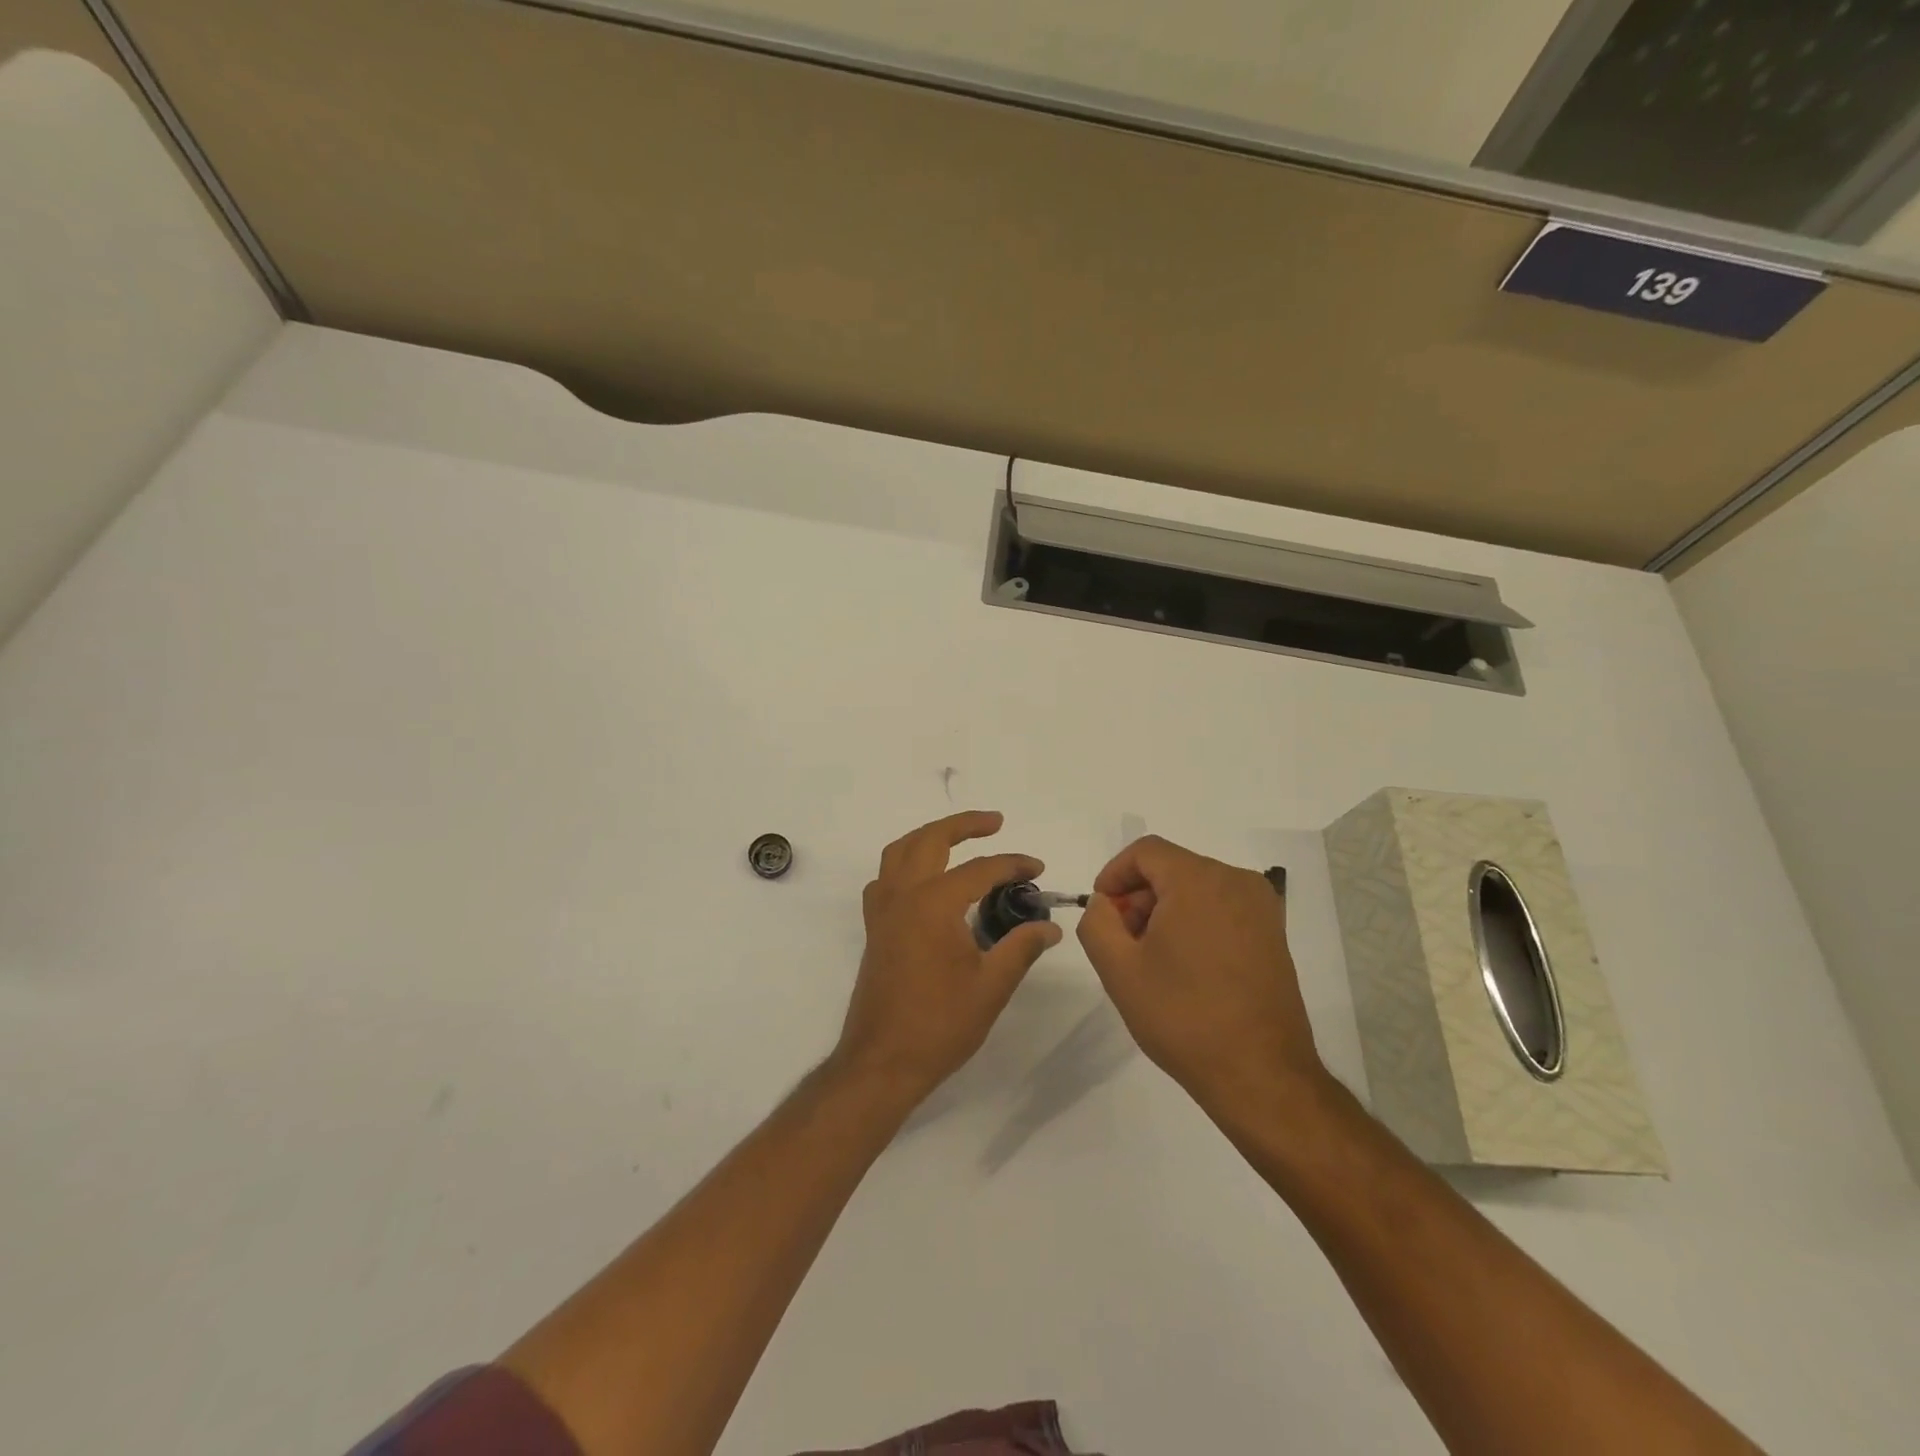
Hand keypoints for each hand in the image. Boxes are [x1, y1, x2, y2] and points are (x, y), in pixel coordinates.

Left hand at [835, 811, 1061, 1103]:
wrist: (882, 1061)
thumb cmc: (940, 1024)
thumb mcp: (992, 986)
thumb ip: (1022, 948)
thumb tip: (1050, 926)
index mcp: (934, 903)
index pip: (980, 869)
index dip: (1013, 864)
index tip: (1038, 868)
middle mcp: (903, 895)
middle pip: (930, 840)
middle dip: (963, 825)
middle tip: (995, 822)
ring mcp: (883, 911)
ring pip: (900, 852)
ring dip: (929, 836)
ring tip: (958, 838)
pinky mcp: (874, 928)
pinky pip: (885, 878)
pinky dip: (905, 864)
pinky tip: (925, 880)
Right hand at [1077, 835, 1323, 1108]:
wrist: (1260, 1075)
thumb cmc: (1183, 1016)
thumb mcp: (1119, 969)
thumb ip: (1096, 922)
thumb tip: (1105, 903)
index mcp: (1199, 880)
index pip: (1145, 852)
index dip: (1114, 874)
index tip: (1102, 911)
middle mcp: (1236, 881)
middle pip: (1172, 868)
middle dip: (1139, 897)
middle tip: (1122, 942)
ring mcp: (1261, 908)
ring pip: (1196, 889)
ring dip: (1165, 912)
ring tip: (1152, 960)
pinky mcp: (1274, 935)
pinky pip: (1221, 909)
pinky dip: (1195, 923)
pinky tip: (1185, 968)